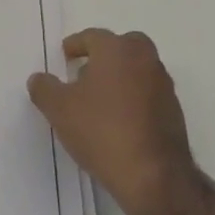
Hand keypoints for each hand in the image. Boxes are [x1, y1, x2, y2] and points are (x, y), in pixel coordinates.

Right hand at [28, 29, 196, 214]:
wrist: (154, 177)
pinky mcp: (175, 113)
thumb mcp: (58, 109)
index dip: (76, 45)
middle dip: (106, 54)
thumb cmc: (101, 131)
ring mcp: (164, 87)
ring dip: (121, 77)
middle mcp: (145, 61)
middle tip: (86, 70)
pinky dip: (134, 98)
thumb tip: (39, 79)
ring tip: (99, 100)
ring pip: (139, 69)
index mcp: (117, 51)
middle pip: (125, 45)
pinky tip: (118, 120)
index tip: (65, 56)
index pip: (93, 37)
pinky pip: (149, 94)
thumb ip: (44, 88)